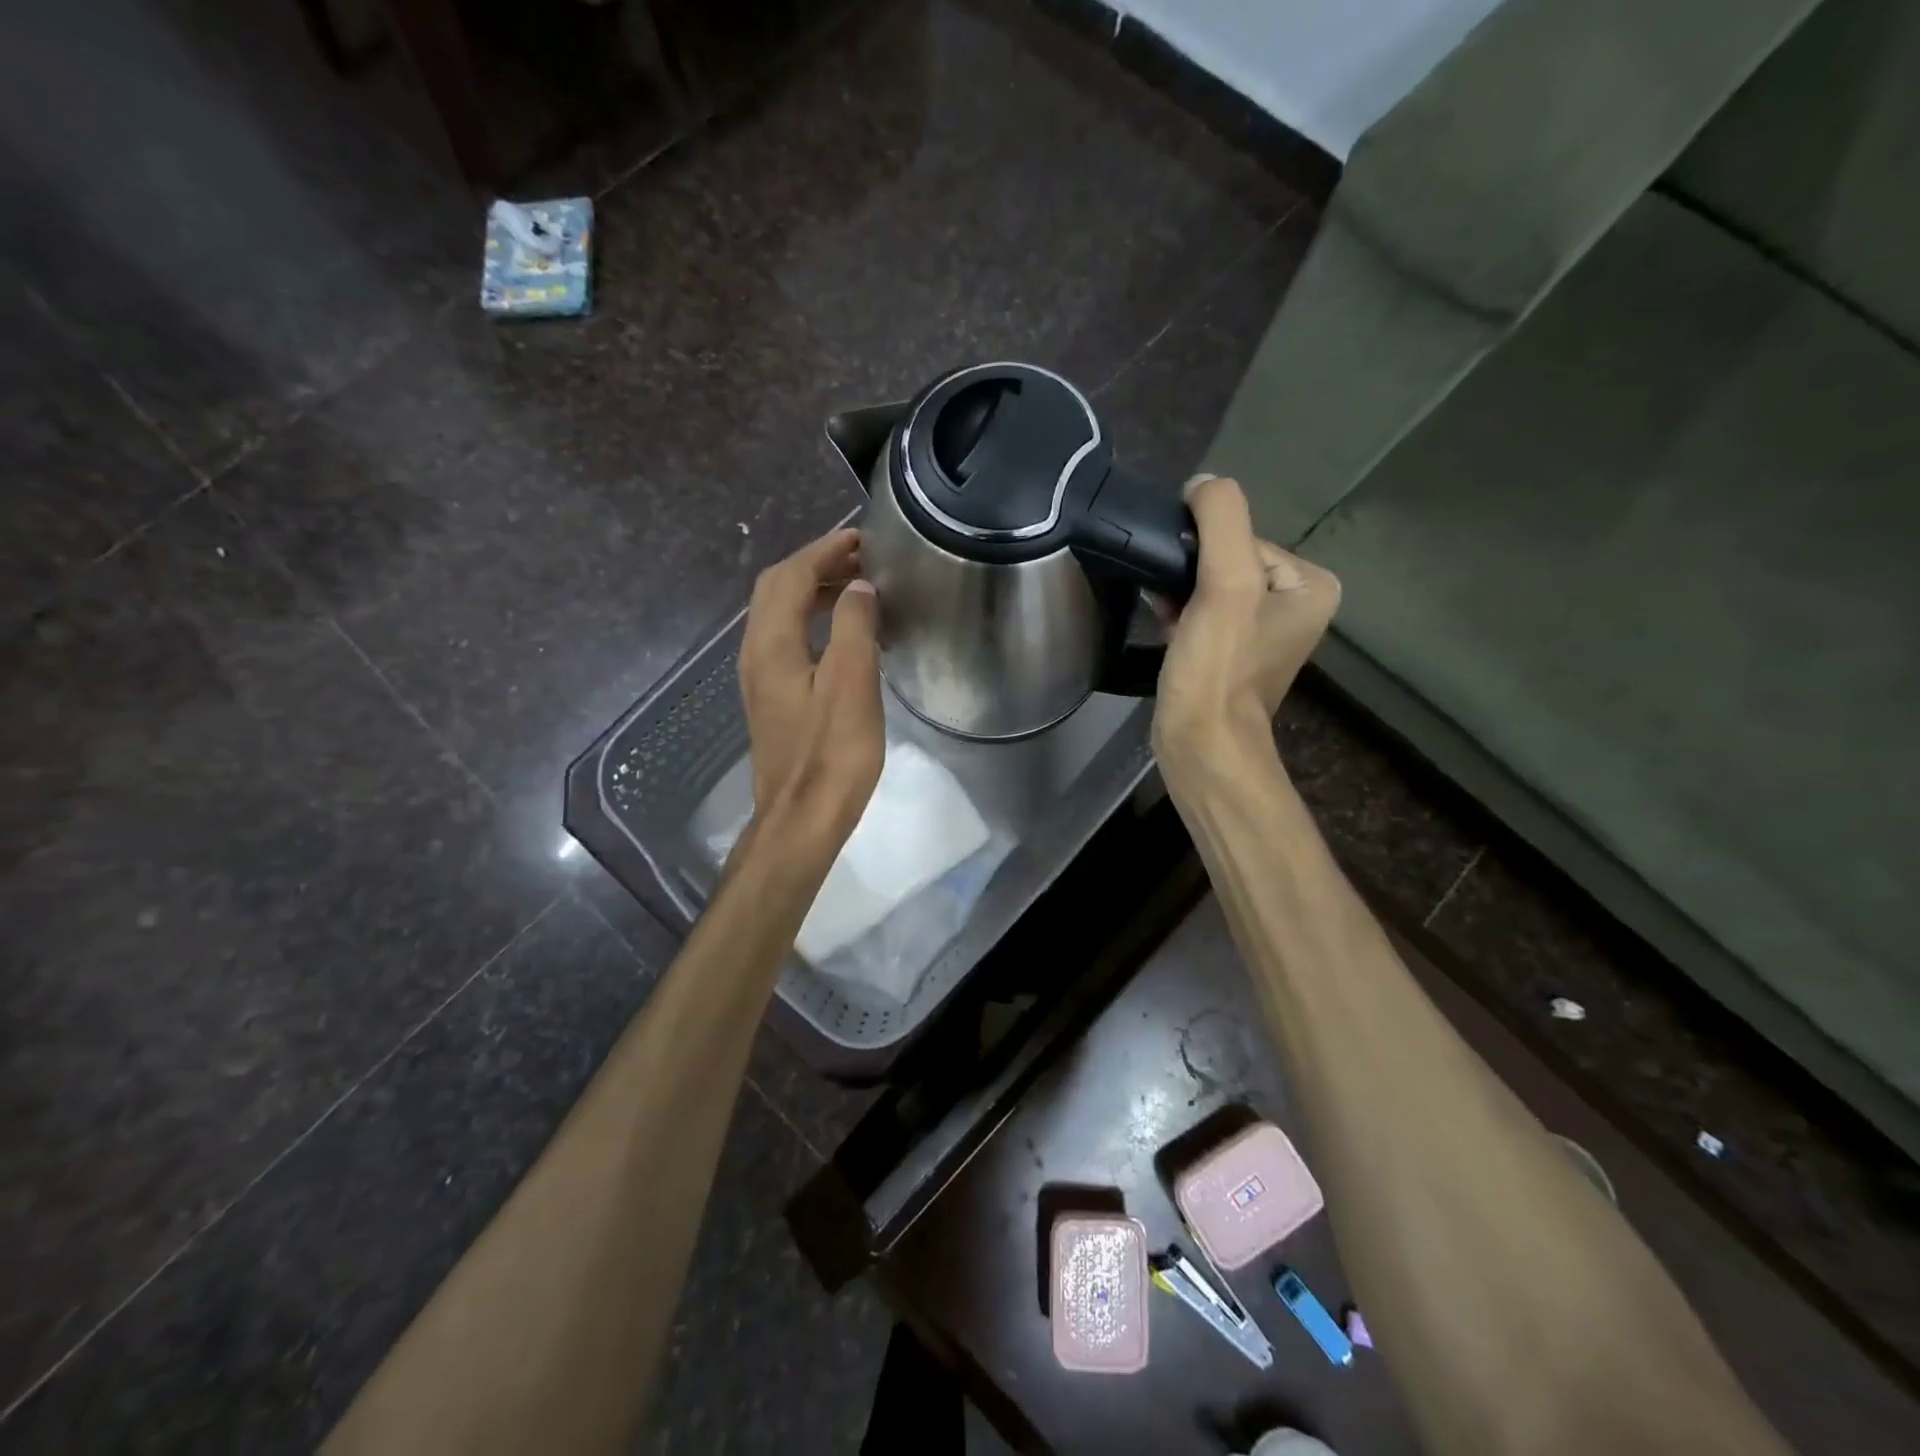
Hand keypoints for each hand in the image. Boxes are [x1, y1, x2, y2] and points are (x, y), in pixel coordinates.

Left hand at [739, 528, 884, 855]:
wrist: (801, 819)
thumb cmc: (832, 755)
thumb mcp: (852, 685)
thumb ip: (854, 627)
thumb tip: (858, 587)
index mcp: (772, 644)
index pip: (791, 577)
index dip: (824, 551)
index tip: (860, 537)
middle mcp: (756, 653)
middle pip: (776, 589)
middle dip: (814, 564)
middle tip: (859, 557)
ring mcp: (760, 678)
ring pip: (778, 614)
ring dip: (813, 591)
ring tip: (856, 588)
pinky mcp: (771, 699)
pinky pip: (786, 639)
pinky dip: (812, 619)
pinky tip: (842, 635)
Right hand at [1152, 475, 1339, 777]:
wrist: (1200, 744)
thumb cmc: (1219, 668)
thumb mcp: (1227, 584)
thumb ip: (1221, 520)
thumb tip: (1203, 482)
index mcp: (1310, 584)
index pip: (1244, 538)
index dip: (1205, 552)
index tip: (1184, 583)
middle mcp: (1294, 604)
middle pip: (1226, 559)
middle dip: (1190, 572)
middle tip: (1168, 597)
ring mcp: (1261, 631)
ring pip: (1209, 585)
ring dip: (1179, 589)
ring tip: (1160, 607)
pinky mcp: (1230, 652)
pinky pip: (1202, 611)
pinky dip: (1178, 609)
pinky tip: (1161, 619)